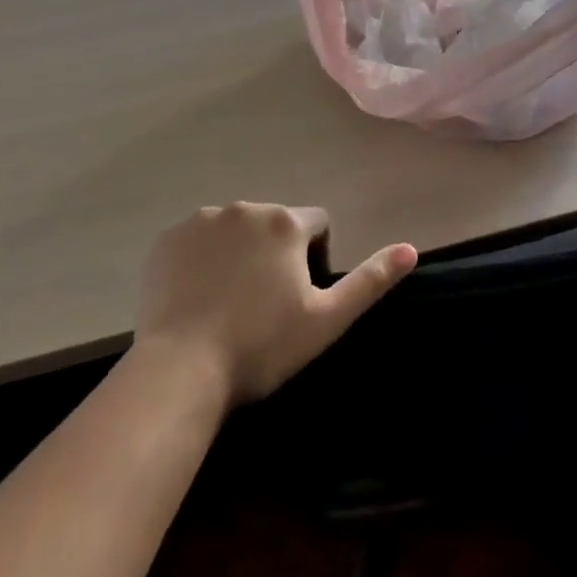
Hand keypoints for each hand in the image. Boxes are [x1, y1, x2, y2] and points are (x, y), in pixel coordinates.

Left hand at [134, 202, 417, 404]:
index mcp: (284, 222)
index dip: (317, 257)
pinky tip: (196, 299)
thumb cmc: (261, 346)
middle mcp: (243, 207)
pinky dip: (201, 260)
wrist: (180, 369)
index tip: (301, 297)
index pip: (317, 223)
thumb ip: (370, 281)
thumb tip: (410, 249)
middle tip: (265, 306)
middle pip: (273, 224)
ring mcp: (199, 220)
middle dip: (276, 253)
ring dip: (239, 254)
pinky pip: (195, 241)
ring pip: (233, 230)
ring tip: (228, 304)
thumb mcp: (326, 320)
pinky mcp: (166, 239)